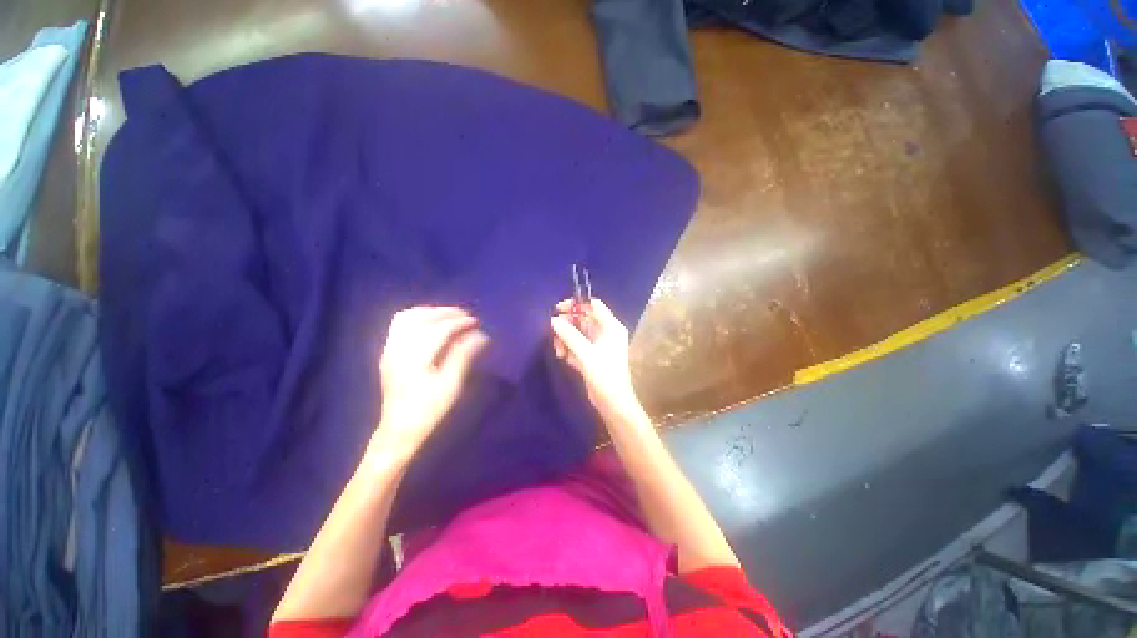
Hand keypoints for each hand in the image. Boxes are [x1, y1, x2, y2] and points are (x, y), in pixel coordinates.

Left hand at [374, 306, 488, 456]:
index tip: (476, 322)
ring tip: (450, 316)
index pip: (438, 329)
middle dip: (446, 313)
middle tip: (467, 316)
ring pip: (407, 317)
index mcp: (414, 358)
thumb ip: (464, 356)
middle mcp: (398, 349)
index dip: (459, 322)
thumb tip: (481, 336)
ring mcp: (389, 349)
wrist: (399, 431)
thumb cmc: (429, 410)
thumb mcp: (452, 385)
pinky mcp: (388, 353)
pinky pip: (400, 324)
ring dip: (431, 312)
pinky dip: (417, 317)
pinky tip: (431, 322)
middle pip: (422, 319)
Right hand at [550, 298, 646, 423]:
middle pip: (583, 319)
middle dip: (567, 325)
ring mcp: (599, 345)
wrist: (613, 403)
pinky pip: (577, 345)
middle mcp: (606, 333)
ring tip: (559, 352)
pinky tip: (563, 358)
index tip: (558, 310)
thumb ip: (570, 336)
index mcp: (611, 327)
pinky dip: (569, 349)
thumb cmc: (605, 375)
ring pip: (578, 333)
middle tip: (554, 333)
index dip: (576, 305)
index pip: (594, 306)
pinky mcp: (592, 356)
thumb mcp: (586, 354)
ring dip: (566, 339)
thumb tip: (553, 320)